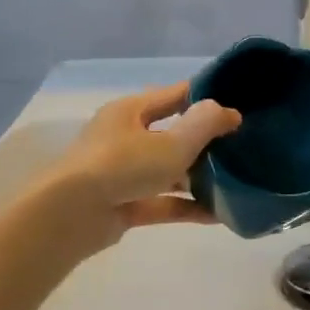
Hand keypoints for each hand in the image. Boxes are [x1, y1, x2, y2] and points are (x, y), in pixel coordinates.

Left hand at [39, 83, 241, 253]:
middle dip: (204, 142)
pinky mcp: (122, 205)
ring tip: (233, 183)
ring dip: (197, 177)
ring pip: (167, 170)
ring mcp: (121, 173)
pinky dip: (185, 206)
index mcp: (131, 110)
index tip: (237, 106)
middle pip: (171, 133)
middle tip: (240, 148)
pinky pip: (161, 202)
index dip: (206, 98)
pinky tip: (217, 215)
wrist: (69, 215)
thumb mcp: (172, 142)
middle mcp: (124, 137)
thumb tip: (230, 112)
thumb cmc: (122, 165)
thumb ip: (205, 125)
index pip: (174, 95)